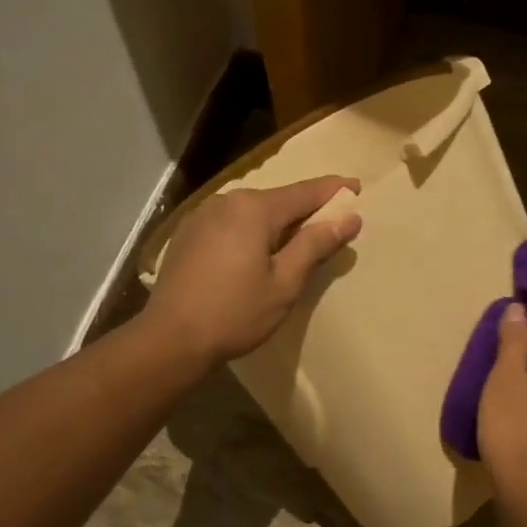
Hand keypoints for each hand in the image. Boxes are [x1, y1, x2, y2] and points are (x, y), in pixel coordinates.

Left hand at [146, 175, 362, 364]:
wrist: (170, 338)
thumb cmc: (235, 313)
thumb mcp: (284, 283)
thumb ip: (315, 244)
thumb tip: (348, 217)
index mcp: (254, 209)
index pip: (305, 192)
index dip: (334, 191)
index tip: (356, 188)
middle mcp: (226, 201)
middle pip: (278, 200)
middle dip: (305, 210)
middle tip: (331, 225)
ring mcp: (202, 216)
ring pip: (252, 212)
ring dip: (277, 224)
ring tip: (296, 243)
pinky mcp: (188, 234)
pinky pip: (231, 224)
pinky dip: (251, 232)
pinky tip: (257, 254)